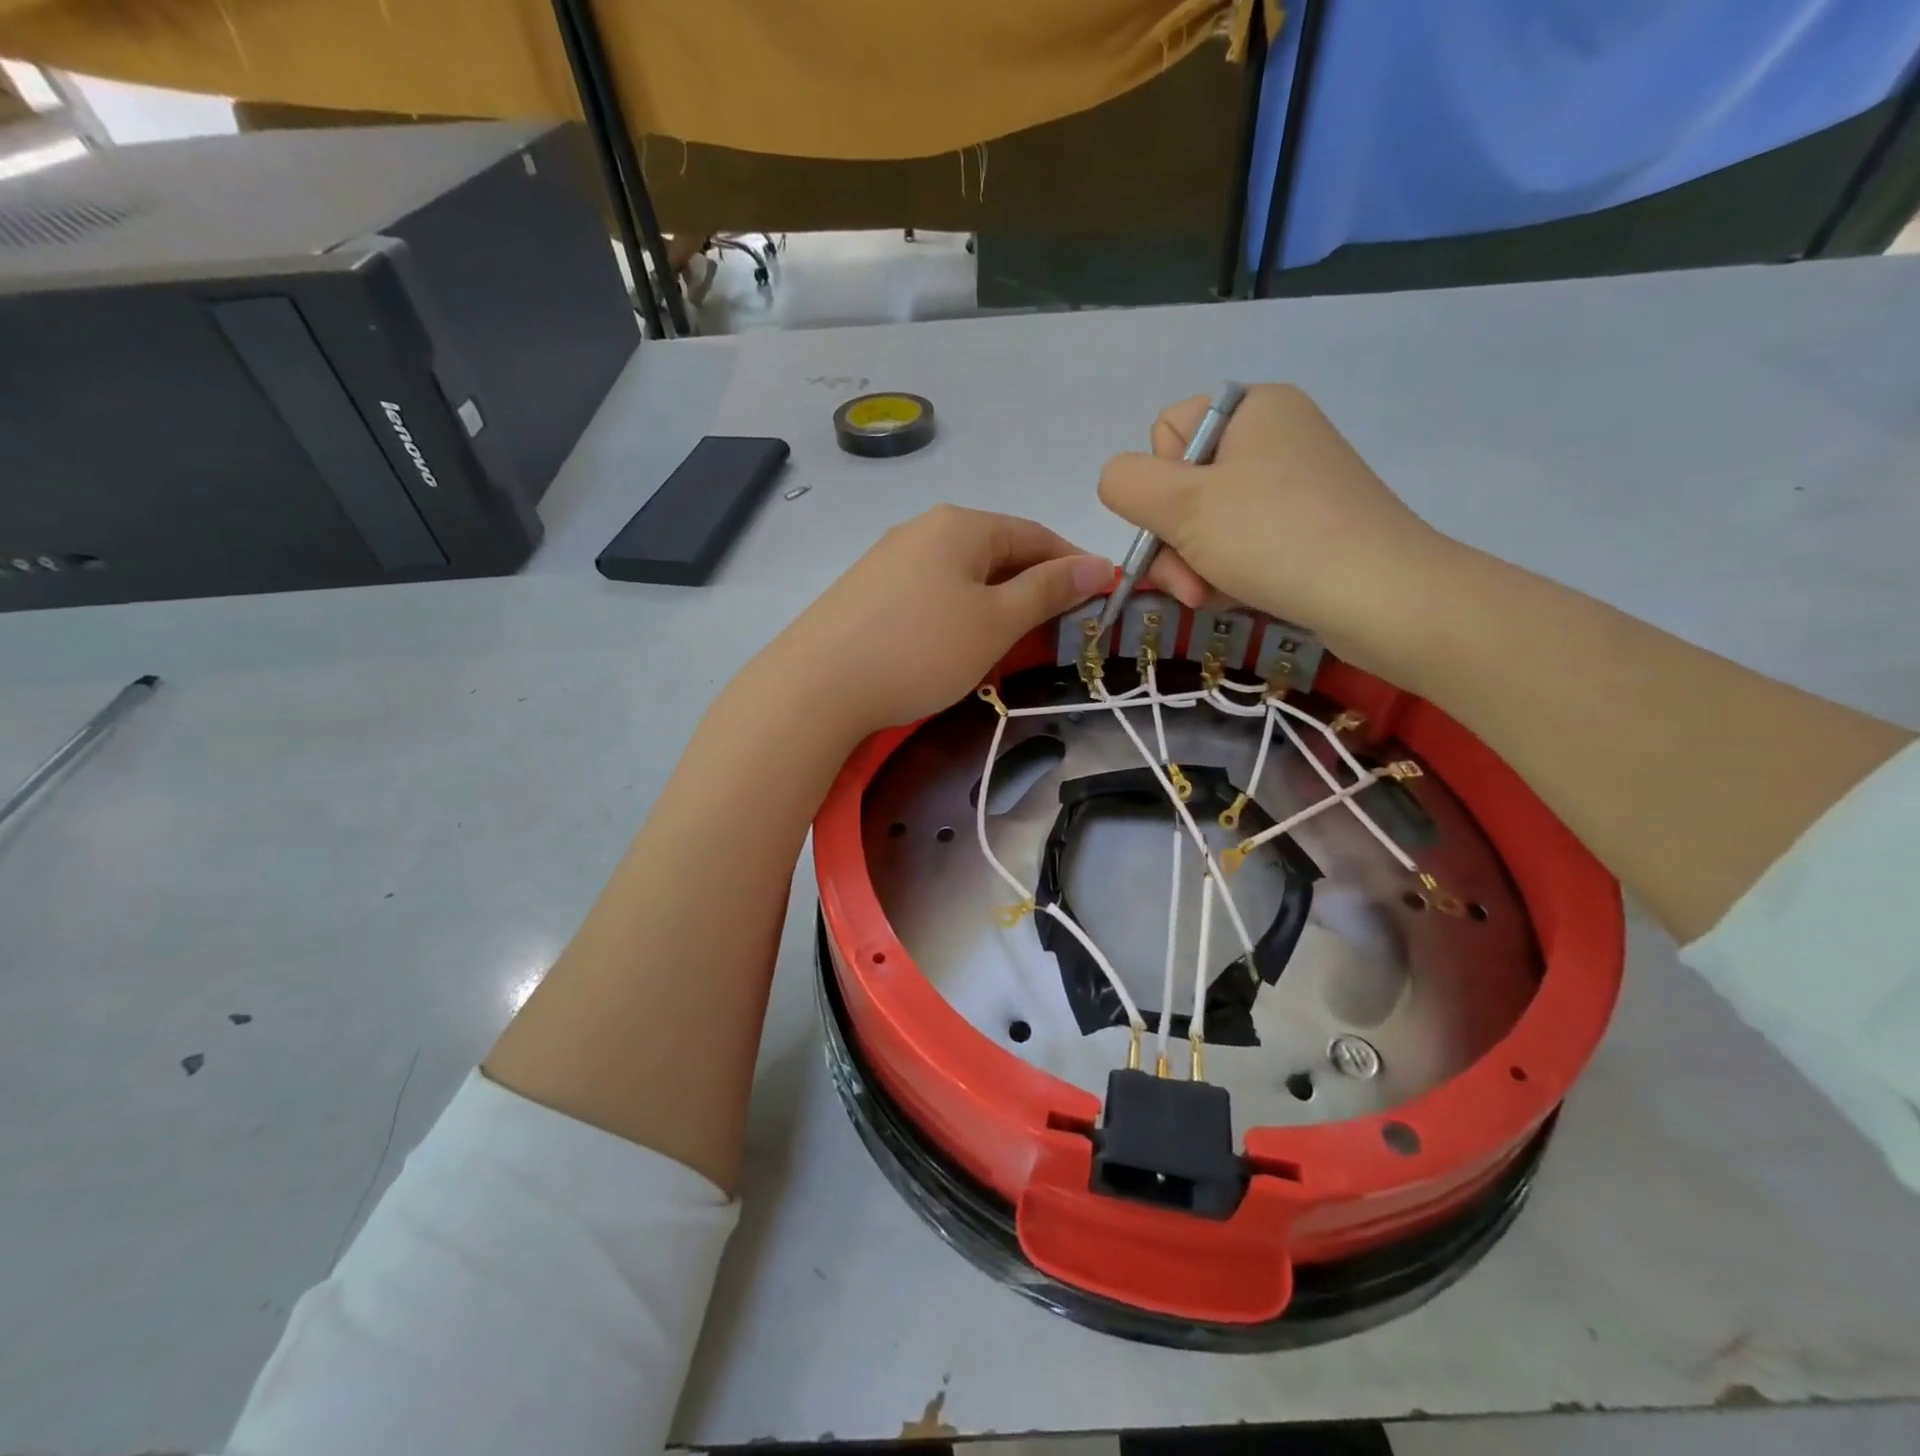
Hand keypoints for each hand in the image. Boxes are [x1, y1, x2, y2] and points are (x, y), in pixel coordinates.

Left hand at [756, 505, 1111, 737]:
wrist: (817, 686)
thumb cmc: (920, 649)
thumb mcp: (995, 622)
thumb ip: (1048, 591)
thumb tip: (1098, 565)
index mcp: (960, 525)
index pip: (1035, 535)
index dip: (1073, 566)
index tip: (1100, 601)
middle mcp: (923, 529)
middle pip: (998, 553)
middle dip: (1033, 588)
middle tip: (1056, 634)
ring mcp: (889, 559)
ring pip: (963, 576)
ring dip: (995, 605)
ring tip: (1008, 646)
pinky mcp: (867, 592)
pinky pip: (930, 594)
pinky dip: (957, 614)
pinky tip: (954, 647)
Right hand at [1098, 384, 1450, 673]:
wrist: (1382, 598)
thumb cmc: (1275, 538)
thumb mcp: (1182, 505)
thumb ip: (1126, 483)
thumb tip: (1118, 482)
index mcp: (1250, 408)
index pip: (1165, 433)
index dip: (1157, 485)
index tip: (1177, 523)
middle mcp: (1274, 436)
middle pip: (1183, 487)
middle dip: (1174, 543)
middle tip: (1191, 585)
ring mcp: (1294, 485)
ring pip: (1206, 525)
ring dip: (1196, 567)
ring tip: (1214, 597)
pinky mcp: (1308, 528)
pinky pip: (1241, 546)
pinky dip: (1229, 574)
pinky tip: (1239, 598)